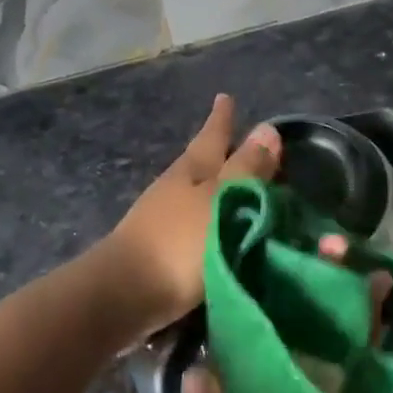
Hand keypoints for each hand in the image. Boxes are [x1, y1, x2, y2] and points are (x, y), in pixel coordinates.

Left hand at [102, 94, 280, 334]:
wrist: (124, 295)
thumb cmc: (179, 243)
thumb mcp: (222, 201)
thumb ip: (247, 170)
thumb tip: (268, 128)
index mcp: (191, 170)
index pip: (212, 136)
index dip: (222, 119)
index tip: (225, 96)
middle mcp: (174, 188)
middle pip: (200, 162)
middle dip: (220, 151)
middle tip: (240, 140)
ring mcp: (161, 219)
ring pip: (196, 192)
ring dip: (216, 187)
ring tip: (237, 187)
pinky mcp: (159, 250)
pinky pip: (193, 223)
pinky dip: (210, 218)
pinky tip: (220, 228)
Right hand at [181, 250, 392, 392]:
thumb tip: (200, 368)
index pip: (279, 339)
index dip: (285, 295)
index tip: (291, 253)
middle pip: (321, 334)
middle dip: (331, 288)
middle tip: (328, 245)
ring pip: (335, 352)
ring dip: (339, 311)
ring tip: (330, 273)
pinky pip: (340, 375)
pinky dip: (339, 347)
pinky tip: (321, 335)